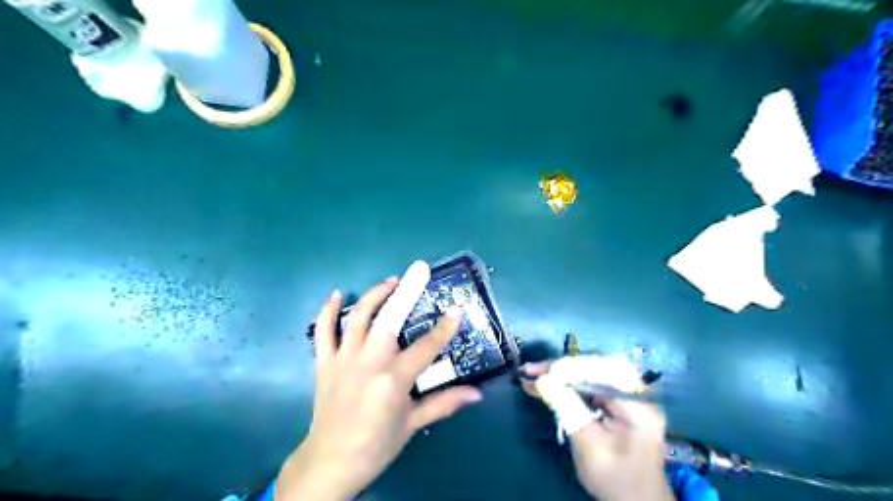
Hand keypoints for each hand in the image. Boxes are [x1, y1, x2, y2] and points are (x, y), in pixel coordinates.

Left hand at [278, 262, 482, 500]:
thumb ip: (444, 403)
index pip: (425, 347)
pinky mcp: (324, 362)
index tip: (457, 309)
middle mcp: (369, 363)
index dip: (444, 328)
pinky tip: (338, 294)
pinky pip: (323, 331)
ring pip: (359, 318)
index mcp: (393, 380)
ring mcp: (343, 360)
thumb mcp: (413, 425)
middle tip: (418, 270)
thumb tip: (477, 394)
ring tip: (391, 280)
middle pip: (389, 320)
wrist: (330, 462)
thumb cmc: (376, 445)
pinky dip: (328, 311)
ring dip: (375, 295)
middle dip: (406, 293)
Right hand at [521, 360, 673, 500]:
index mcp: (637, 403)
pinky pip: (587, 384)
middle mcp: (634, 392)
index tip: (541, 373)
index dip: (571, 368)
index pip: (603, 371)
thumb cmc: (616, 479)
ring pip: (588, 373)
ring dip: (559, 373)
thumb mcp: (590, 446)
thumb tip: (542, 380)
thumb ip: (568, 409)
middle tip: (531, 370)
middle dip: (561, 367)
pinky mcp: (613, 402)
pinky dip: (565, 383)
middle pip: (595, 367)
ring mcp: (624, 396)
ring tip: (531, 374)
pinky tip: (545, 384)